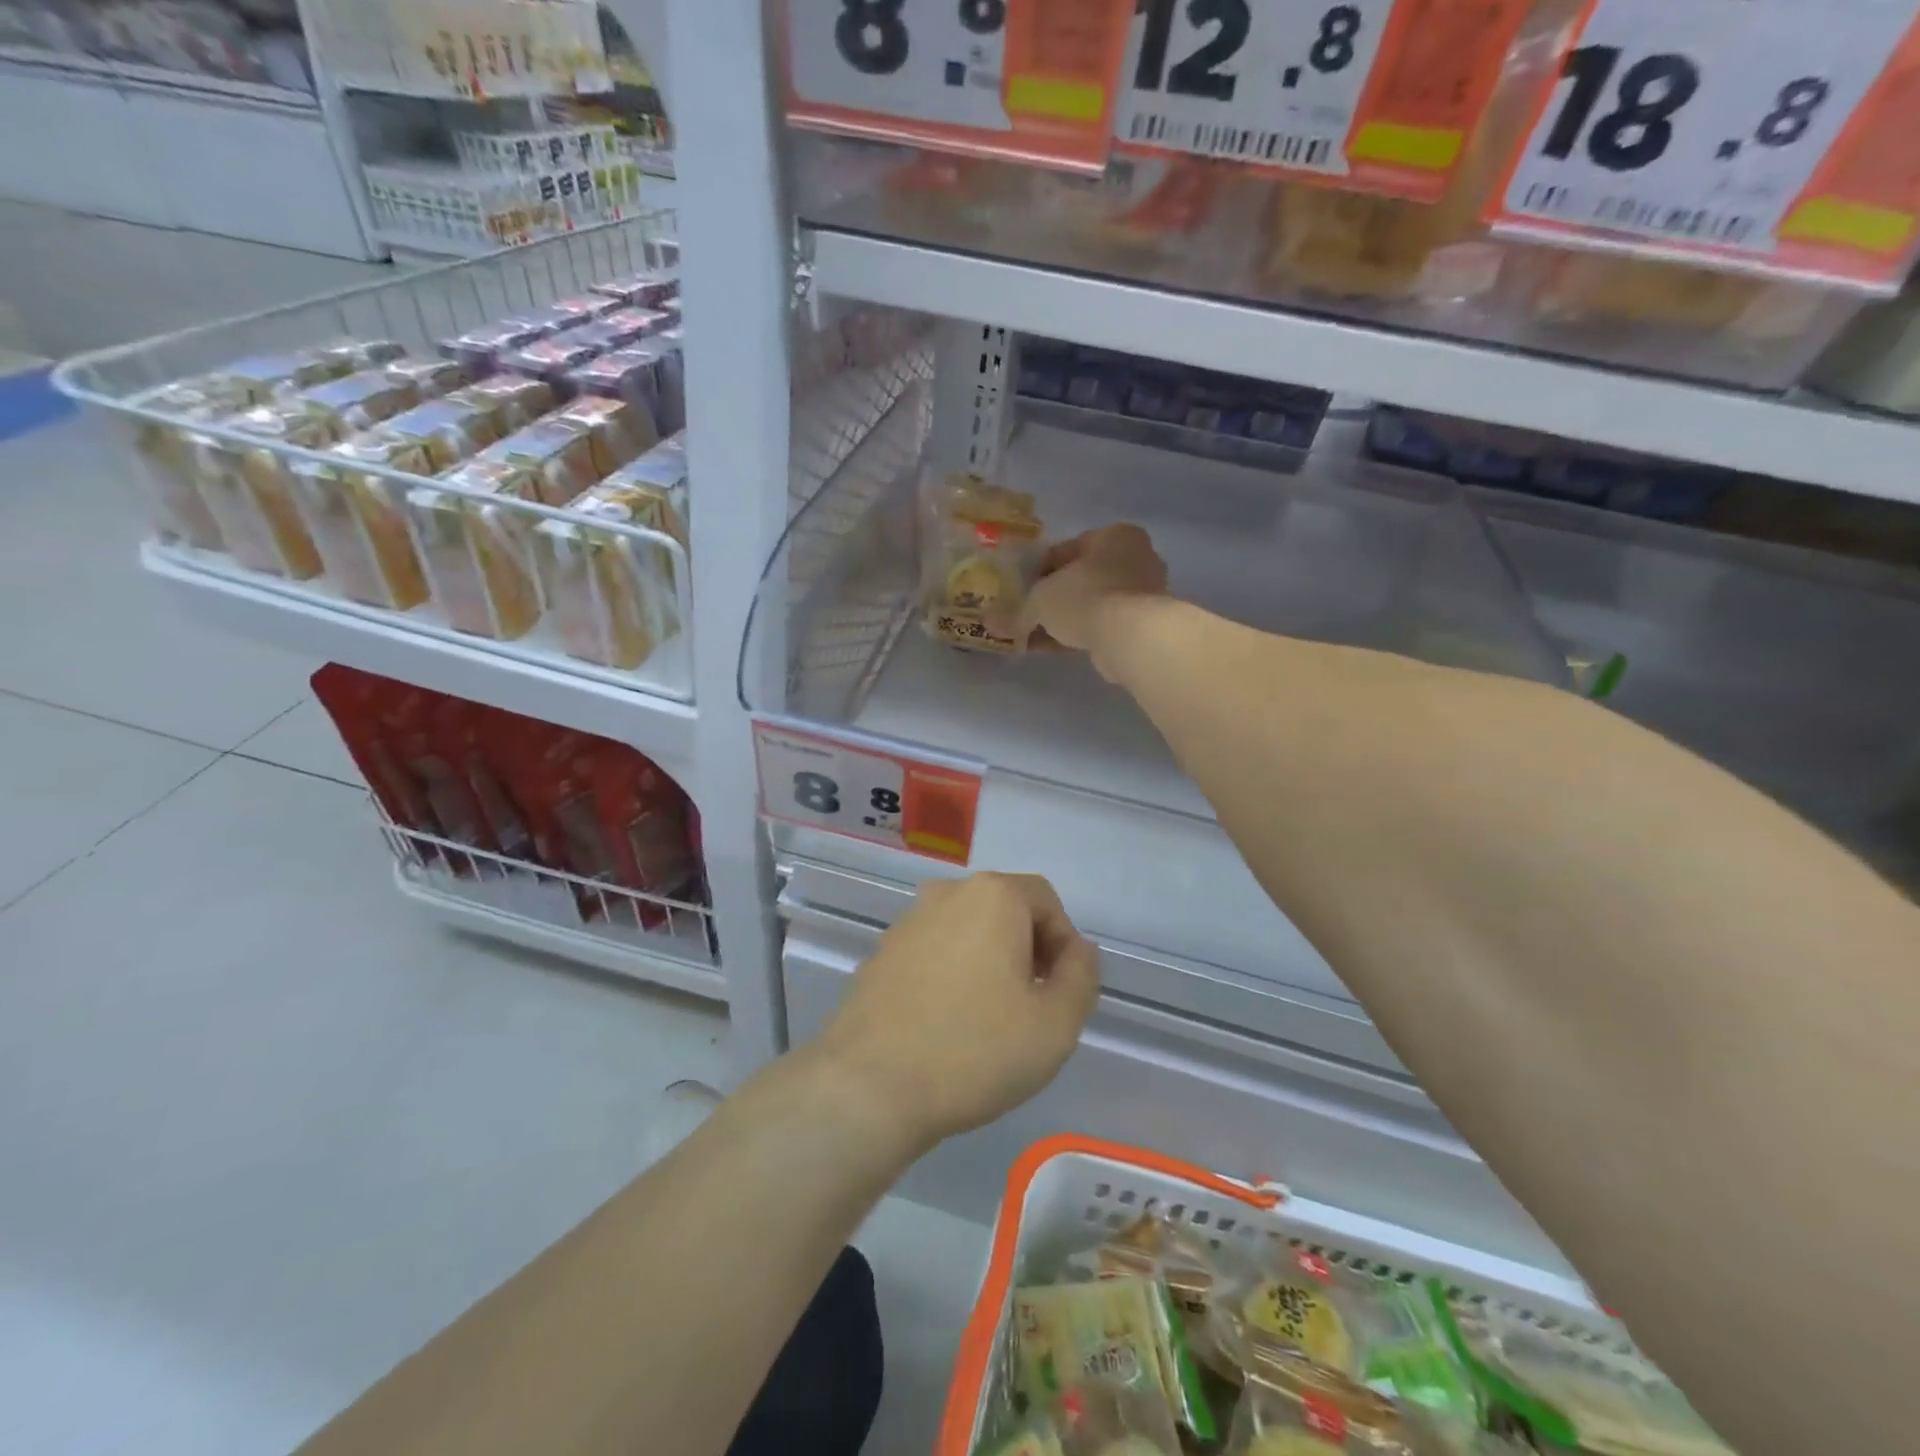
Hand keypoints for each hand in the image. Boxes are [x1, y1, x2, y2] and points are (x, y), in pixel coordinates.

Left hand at [813, 873, 1099, 1151]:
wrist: (869, 1085)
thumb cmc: (975, 1050)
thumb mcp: (1055, 1024)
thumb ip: (1081, 976)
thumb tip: (1078, 949)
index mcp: (991, 896)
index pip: (1045, 900)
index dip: (1064, 943)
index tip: (1062, 991)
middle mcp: (946, 894)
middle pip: (1005, 910)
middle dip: (1028, 951)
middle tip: (1033, 1006)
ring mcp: (907, 923)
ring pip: (967, 931)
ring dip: (990, 962)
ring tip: (992, 1019)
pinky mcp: (881, 954)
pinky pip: (934, 952)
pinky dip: (952, 974)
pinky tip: (949, 1023)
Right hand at [1020, 524, 1168, 671]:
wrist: (1129, 638)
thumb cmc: (1086, 598)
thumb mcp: (1041, 598)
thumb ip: (1024, 607)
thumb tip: (1005, 623)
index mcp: (1115, 535)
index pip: (1068, 549)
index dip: (1039, 570)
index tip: (1022, 589)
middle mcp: (1135, 558)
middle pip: (1082, 578)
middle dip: (1053, 597)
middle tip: (1028, 614)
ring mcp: (1142, 593)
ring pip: (1091, 604)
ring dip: (1062, 620)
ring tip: (1033, 637)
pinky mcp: (1142, 624)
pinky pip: (1101, 624)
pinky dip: (1077, 633)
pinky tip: (1050, 648)